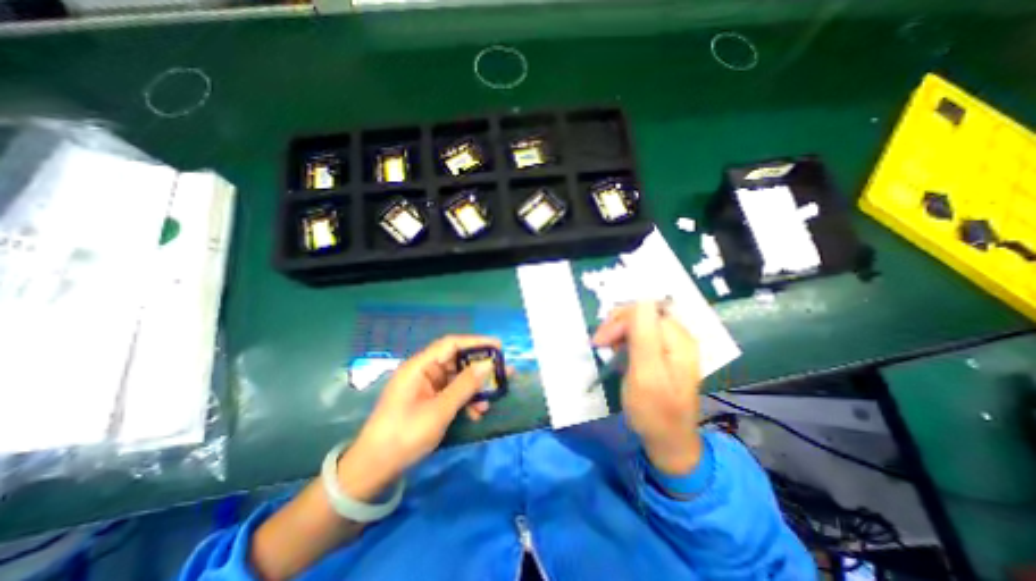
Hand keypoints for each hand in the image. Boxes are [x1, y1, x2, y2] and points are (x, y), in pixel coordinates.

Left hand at [336, 333, 496, 500]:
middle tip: (503, 371)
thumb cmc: (404, 435)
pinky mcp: (428, 401)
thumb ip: (464, 386)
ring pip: (456, 379)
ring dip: (475, 387)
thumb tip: (487, 365)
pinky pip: (451, 394)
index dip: (476, 342)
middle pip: (456, 361)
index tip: (499, 346)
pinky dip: (465, 400)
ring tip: (494, 396)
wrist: (374, 470)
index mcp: (420, 367)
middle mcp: (423, 372)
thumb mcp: (439, 411)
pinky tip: (477, 413)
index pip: (451, 344)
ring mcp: (425, 387)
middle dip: (480, 367)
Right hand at [591, 301, 703, 474]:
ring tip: (609, 350)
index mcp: (679, 339)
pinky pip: (640, 336)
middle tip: (599, 344)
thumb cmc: (655, 411)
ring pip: (639, 324)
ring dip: (619, 333)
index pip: (644, 311)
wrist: (668, 441)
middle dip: (617, 326)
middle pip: (642, 314)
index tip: (600, 342)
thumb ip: (644, 336)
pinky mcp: (663, 353)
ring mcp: (671, 345)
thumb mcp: (646, 374)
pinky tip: (618, 353)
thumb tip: (641, 300)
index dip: (620, 321)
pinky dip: (625, 341)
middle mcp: (678, 337)